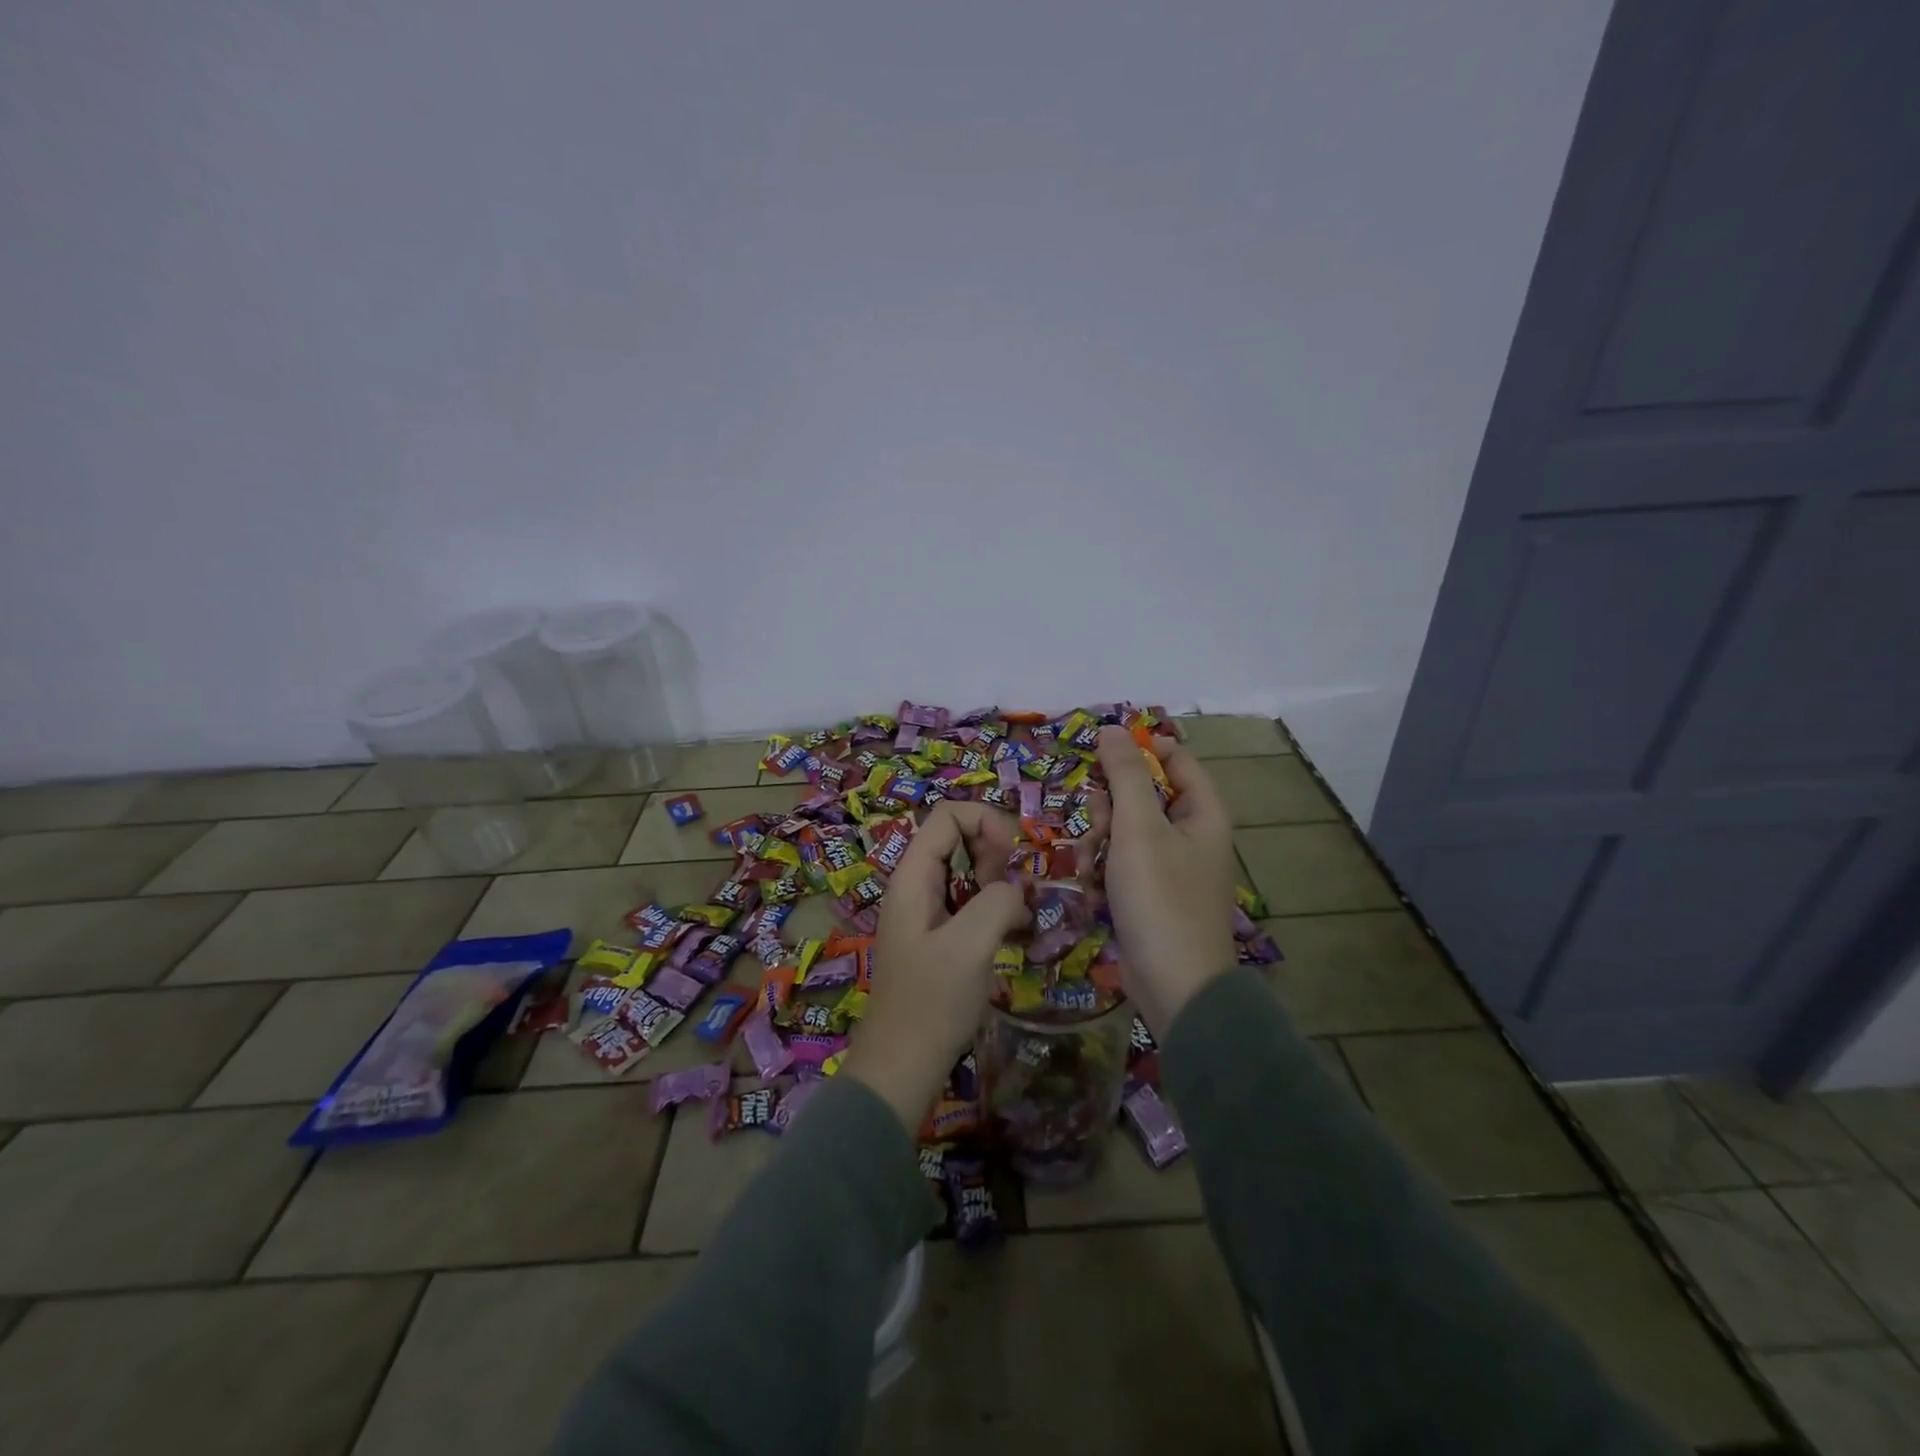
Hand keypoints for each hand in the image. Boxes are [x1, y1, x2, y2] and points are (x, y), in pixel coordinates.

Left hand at [843, 802, 1030, 1130]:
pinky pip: (971, 903)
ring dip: (1000, 884)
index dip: (986, 822)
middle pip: (959, 838)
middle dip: (996, 854)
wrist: (902, 1067)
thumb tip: (1017, 892)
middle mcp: (916, 886)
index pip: (948, 815)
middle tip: (1015, 893)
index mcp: (913, 877)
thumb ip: (997, 901)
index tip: (1012, 859)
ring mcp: (926, 912)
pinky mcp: (939, 938)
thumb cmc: (931, 1004)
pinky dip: (996, 908)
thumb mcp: (969, 947)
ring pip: (969, 872)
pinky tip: (1017, 935)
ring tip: (1021, 916)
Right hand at [1095, 725, 1238, 1036]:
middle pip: (1142, 794)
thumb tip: (1113, 729)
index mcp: (1202, 812)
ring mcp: (1169, 866)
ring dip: (1098, 842)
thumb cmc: (1160, 899)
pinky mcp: (1149, 894)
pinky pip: (1120, 863)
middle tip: (1096, 827)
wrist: (1174, 986)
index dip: (1138, 751)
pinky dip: (1102, 870)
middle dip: (1109, 807)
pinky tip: (1090, 889)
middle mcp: (1190, 834)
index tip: (1098, 756)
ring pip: (1124, 830)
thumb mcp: (1139, 829)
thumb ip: (1125, 775)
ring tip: (1089, 867)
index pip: (1174, 759)